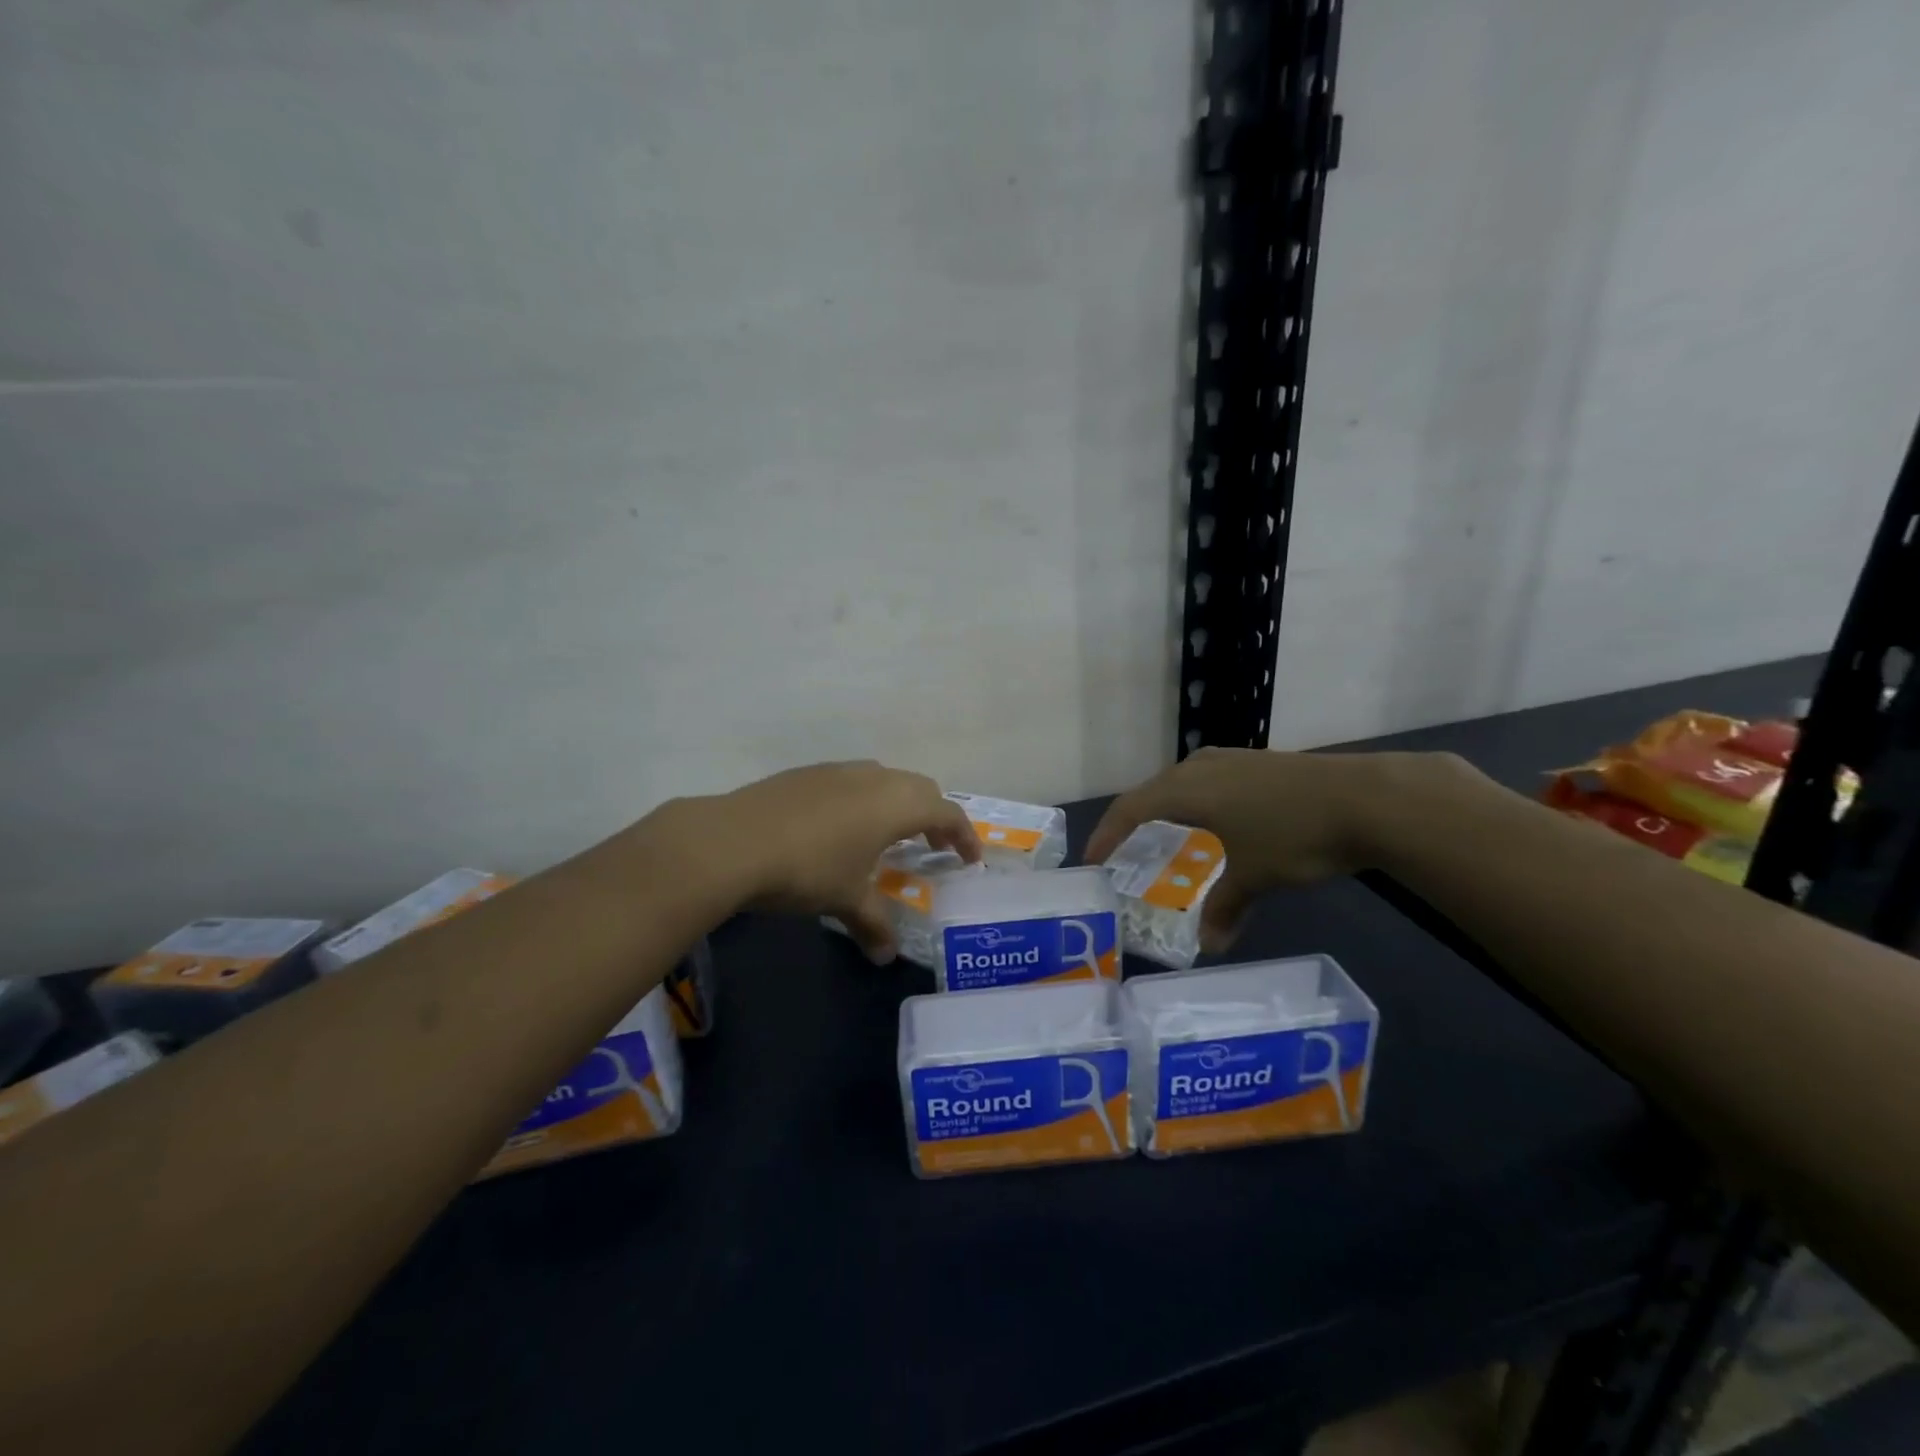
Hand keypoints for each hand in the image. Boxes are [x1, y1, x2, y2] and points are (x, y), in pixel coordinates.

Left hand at [707, 761, 980, 961]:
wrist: (732, 841)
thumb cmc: (807, 869)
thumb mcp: (846, 900)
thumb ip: (873, 924)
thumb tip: (886, 956)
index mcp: (896, 805)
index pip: (947, 813)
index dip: (963, 836)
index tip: (969, 859)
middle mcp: (874, 778)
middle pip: (920, 788)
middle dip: (934, 816)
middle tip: (933, 847)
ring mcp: (838, 770)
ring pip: (884, 779)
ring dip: (897, 804)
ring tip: (888, 836)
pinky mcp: (807, 773)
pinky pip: (851, 781)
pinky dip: (863, 799)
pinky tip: (841, 827)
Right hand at [1085, 749, 1473, 949]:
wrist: (1368, 798)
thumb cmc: (1294, 834)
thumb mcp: (1255, 876)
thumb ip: (1225, 907)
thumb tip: (1210, 946)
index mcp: (1187, 789)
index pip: (1131, 810)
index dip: (1108, 835)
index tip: (1092, 860)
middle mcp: (1202, 767)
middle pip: (1153, 792)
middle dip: (1134, 821)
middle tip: (1124, 850)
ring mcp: (1233, 760)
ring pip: (1184, 783)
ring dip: (1168, 810)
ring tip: (1165, 835)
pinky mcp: (1259, 764)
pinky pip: (1210, 782)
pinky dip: (1199, 804)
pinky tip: (1216, 821)